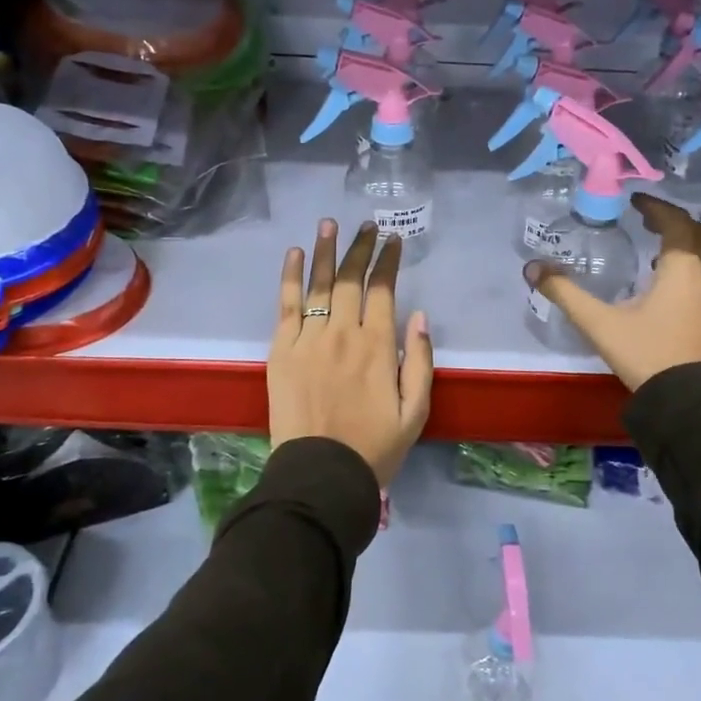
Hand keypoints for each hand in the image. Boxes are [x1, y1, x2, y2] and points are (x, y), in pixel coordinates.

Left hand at [269, 220, 432, 486]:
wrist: (320, 475)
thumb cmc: (374, 447)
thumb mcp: (415, 412)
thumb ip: (420, 361)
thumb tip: (419, 315)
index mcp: (378, 347)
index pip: (384, 290)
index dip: (388, 261)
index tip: (393, 240)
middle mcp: (343, 333)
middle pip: (350, 279)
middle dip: (360, 247)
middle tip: (365, 225)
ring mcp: (309, 339)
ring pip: (319, 284)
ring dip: (325, 250)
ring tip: (329, 224)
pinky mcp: (281, 350)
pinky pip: (286, 305)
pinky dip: (290, 277)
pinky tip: (295, 254)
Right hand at [525, 192, 700, 390]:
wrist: (692, 403)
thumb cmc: (648, 354)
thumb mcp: (600, 323)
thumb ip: (566, 293)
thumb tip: (533, 268)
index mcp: (682, 267)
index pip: (675, 222)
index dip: (656, 207)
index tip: (635, 201)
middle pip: (700, 232)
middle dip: (675, 221)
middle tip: (648, 219)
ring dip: (687, 243)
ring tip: (657, 249)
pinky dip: (693, 265)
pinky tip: (670, 283)